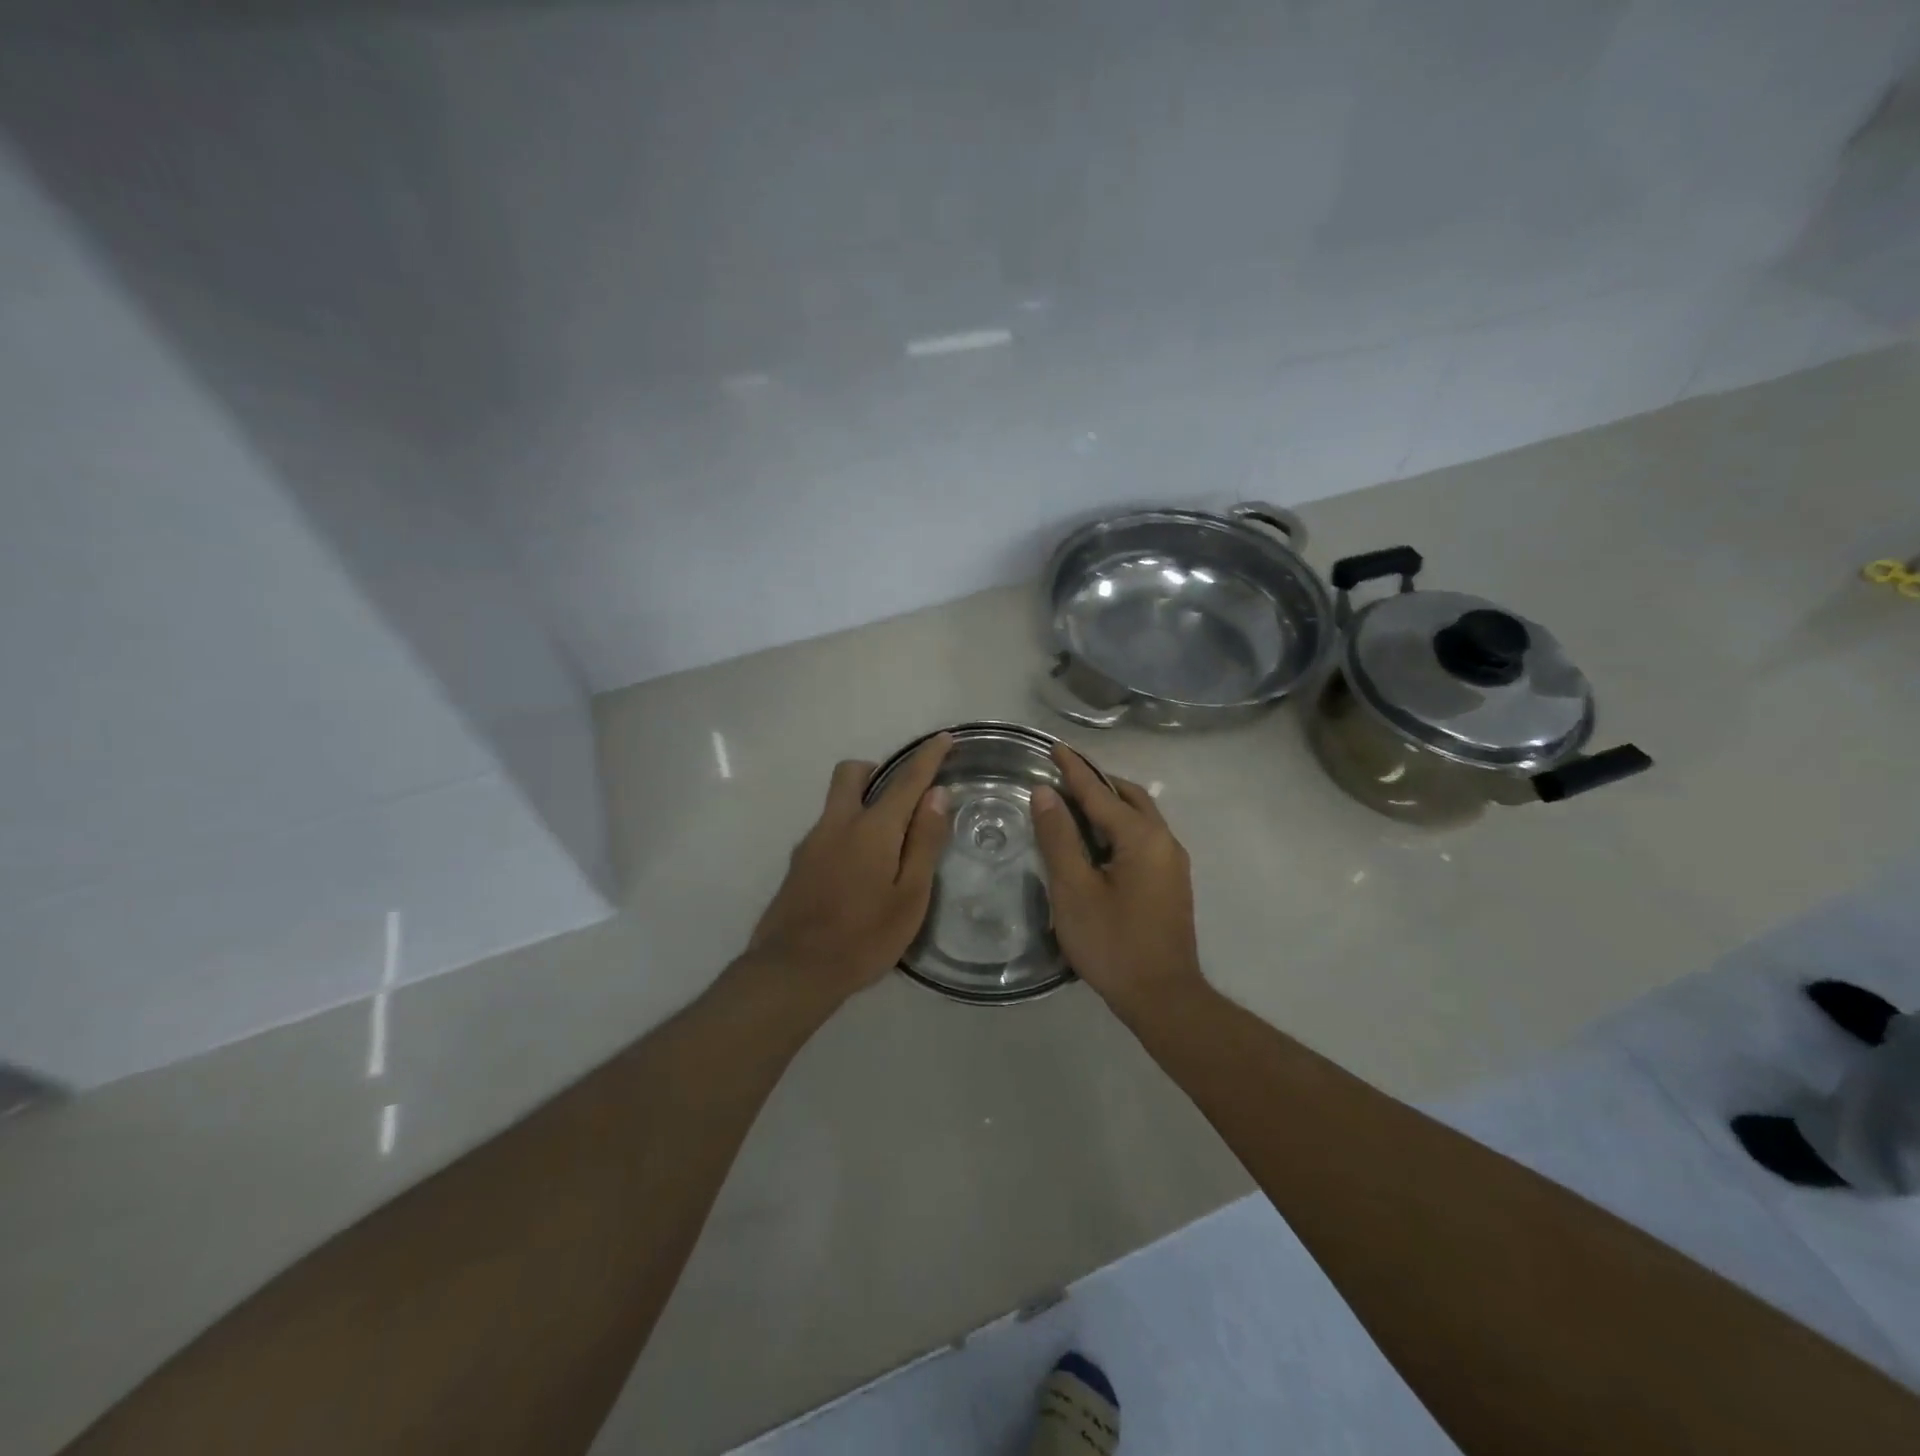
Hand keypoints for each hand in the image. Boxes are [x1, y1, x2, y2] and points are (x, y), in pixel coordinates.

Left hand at [744, 733, 952, 1006]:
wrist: (793, 971)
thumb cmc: (864, 937)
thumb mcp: (910, 896)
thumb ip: (923, 842)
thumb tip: (936, 795)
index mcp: (871, 828)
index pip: (906, 780)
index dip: (928, 757)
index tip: (943, 739)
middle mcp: (837, 824)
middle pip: (852, 774)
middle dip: (878, 771)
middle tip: (901, 799)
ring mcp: (811, 842)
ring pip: (836, 802)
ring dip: (862, 804)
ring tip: (886, 848)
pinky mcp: (797, 864)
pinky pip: (827, 830)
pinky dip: (847, 832)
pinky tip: (858, 873)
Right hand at [1031, 746, 1205, 1019]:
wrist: (1163, 998)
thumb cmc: (1113, 943)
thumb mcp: (1074, 889)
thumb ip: (1059, 837)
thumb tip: (1046, 793)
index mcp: (1142, 837)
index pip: (1100, 792)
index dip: (1073, 770)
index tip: (1053, 747)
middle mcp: (1164, 841)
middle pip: (1128, 797)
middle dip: (1096, 782)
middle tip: (1063, 776)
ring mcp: (1172, 862)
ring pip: (1139, 817)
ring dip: (1109, 804)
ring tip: (1075, 803)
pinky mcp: (1171, 882)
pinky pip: (1143, 837)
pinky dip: (1118, 827)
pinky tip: (1097, 841)